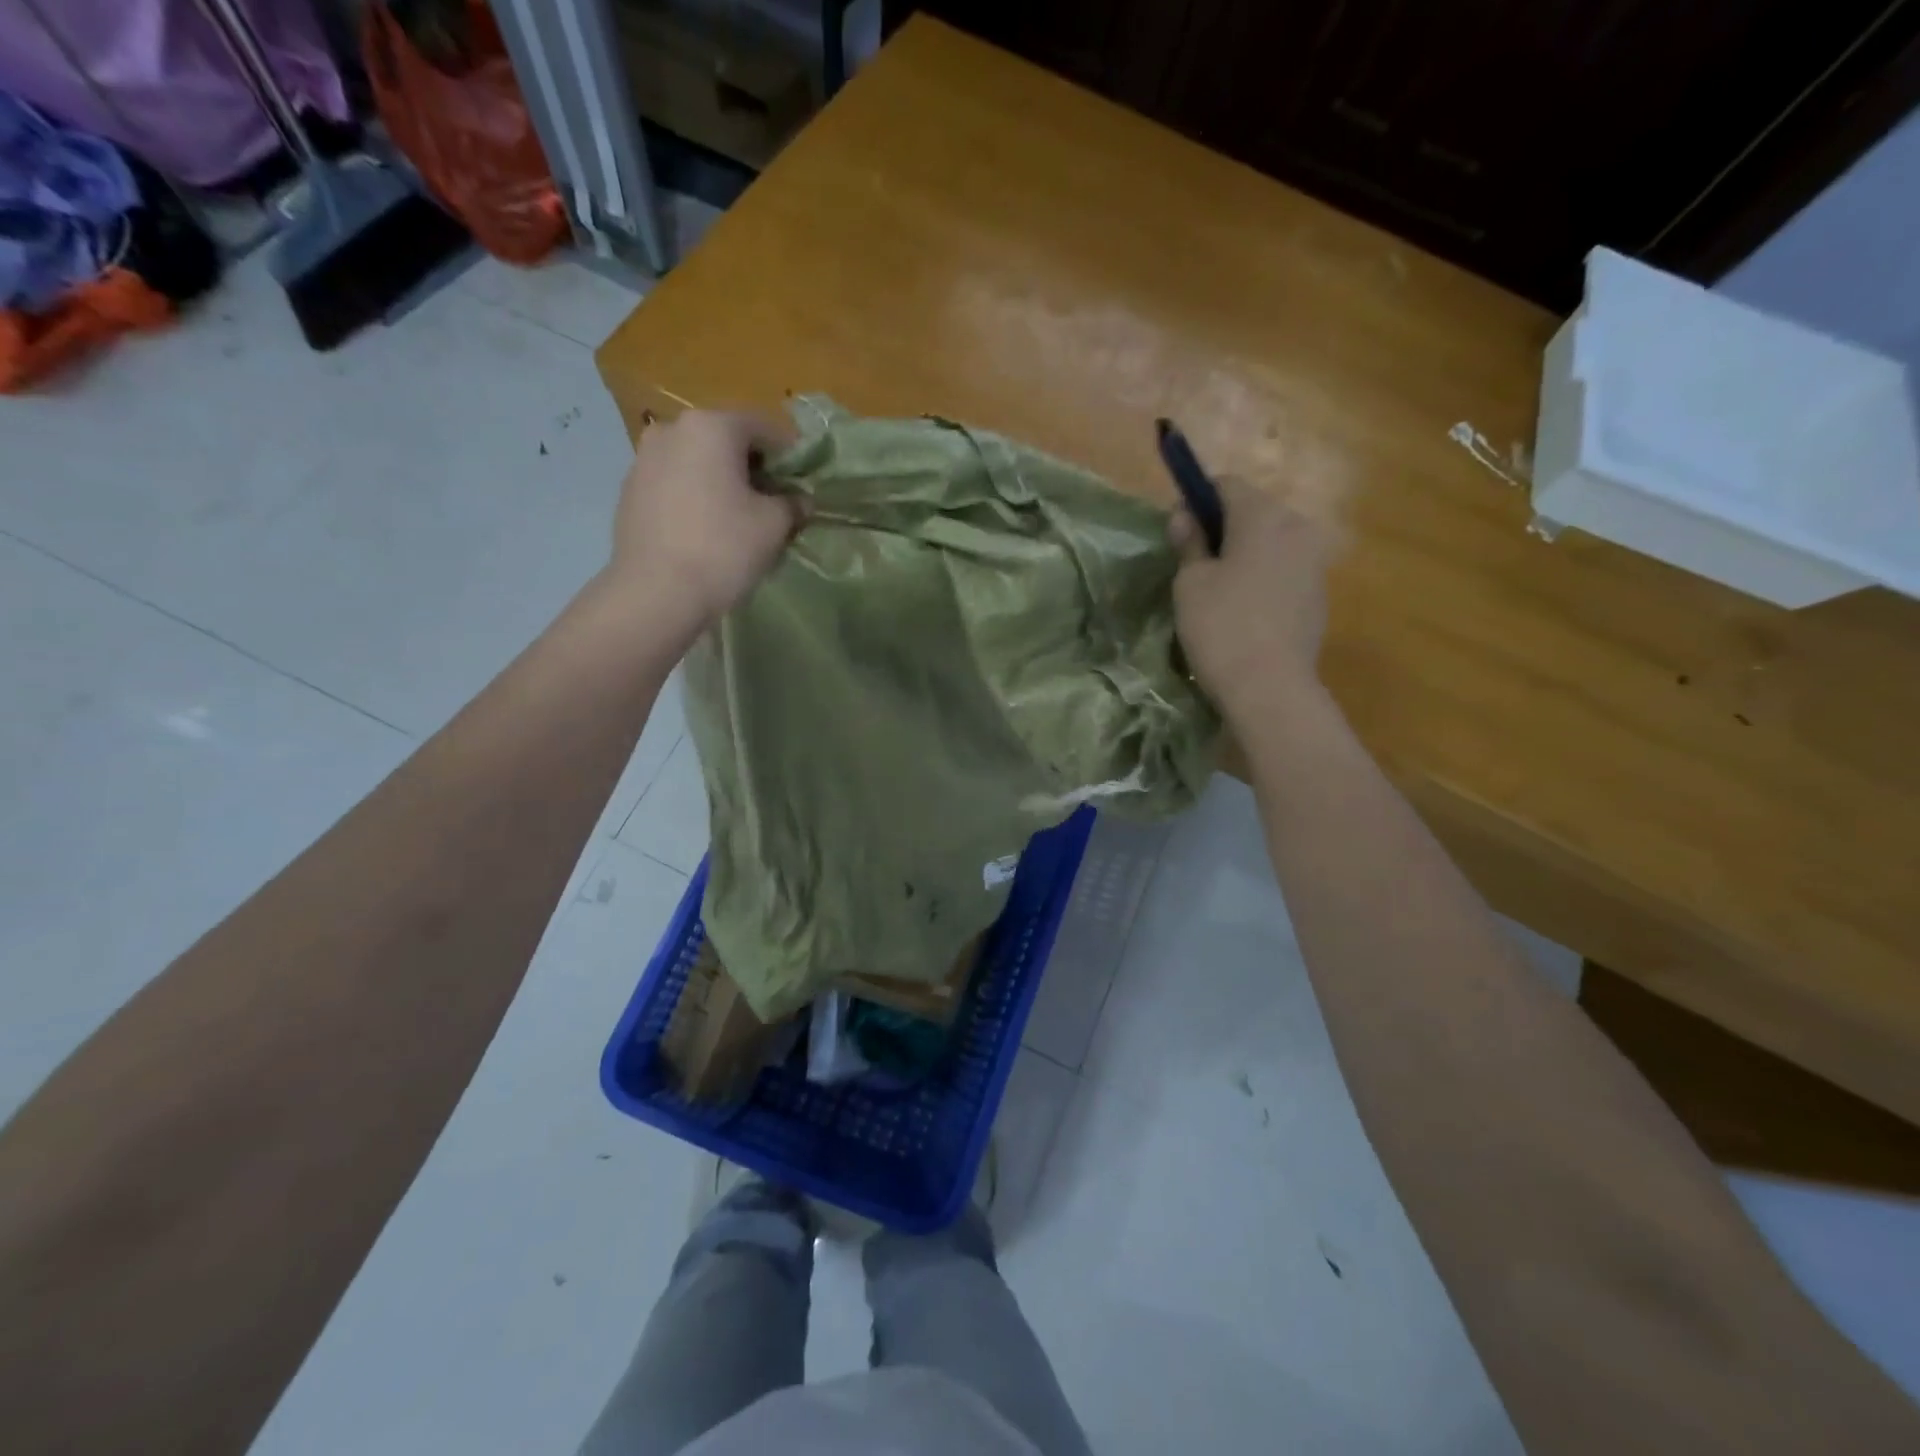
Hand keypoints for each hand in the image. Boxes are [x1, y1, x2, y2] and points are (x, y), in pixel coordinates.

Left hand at [608, 408, 803, 622]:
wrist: (655, 593)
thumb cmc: (723, 549)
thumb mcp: (774, 526)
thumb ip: (793, 504)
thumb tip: (800, 500)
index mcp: (712, 426)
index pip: (764, 427)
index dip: (790, 454)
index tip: (803, 483)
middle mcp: (672, 429)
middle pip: (727, 440)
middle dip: (753, 467)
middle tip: (774, 501)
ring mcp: (644, 459)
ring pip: (698, 461)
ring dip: (722, 481)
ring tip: (739, 517)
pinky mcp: (629, 491)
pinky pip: (675, 483)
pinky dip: (695, 496)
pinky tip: (706, 529)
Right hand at [1169, 476, 1334, 721]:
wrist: (1270, 688)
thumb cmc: (1221, 627)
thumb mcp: (1190, 584)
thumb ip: (1188, 543)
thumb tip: (1184, 516)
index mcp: (1263, 516)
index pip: (1226, 485)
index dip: (1196, 501)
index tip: (1177, 531)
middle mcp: (1297, 529)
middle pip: (1253, 512)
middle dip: (1223, 529)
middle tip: (1193, 564)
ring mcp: (1314, 563)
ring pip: (1271, 544)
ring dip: (1244, 555)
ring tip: (1218, 592)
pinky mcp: (1319, 596)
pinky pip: (1284, 572)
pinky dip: (1263, 579)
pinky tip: (1243, 613)